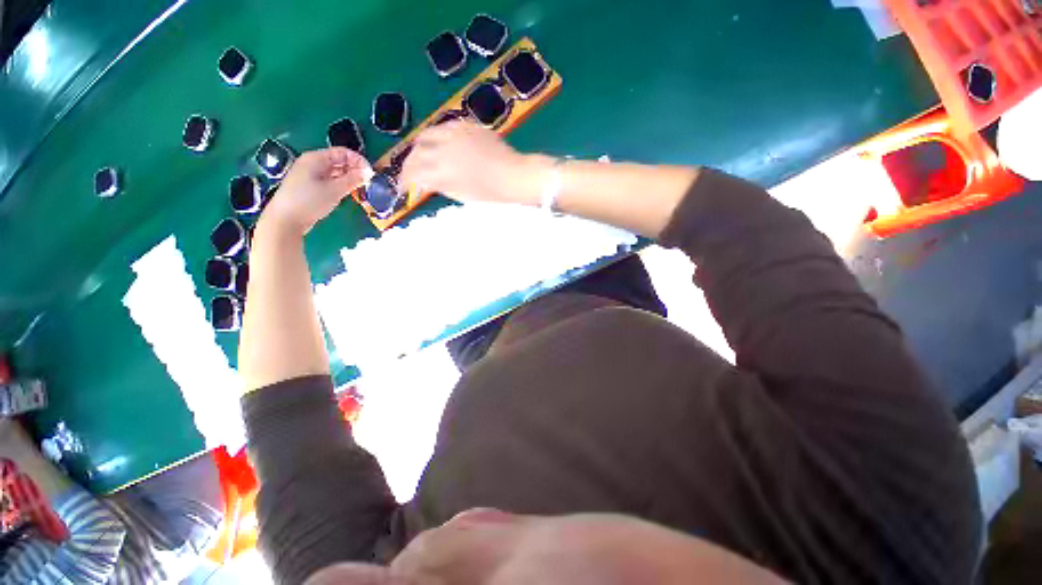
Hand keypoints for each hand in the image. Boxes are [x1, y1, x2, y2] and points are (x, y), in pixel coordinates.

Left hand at [262, 147, 371, 236]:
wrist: (287, 219)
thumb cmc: (310, 201)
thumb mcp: (335, 190)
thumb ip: (353, 180)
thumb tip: (368, 172)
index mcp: (316, 158)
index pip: (342, 153)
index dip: (358, 161)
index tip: (371, 173)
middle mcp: (312, 163)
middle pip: (338, 161)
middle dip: (355, 169)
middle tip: (368, 182)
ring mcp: (310, 175)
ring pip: (335, 172)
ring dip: (349, 178)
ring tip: (361, 188)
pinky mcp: (310, 186)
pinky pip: (330, 180)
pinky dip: (341, 184)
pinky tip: (348, 192)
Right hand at [399, 121, 539, 204]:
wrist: (513, 175)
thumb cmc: (491, 193)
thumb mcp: (463, 195)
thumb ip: (440, 186)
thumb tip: (425, 182)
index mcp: (443, 172)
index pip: (414, 174)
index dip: (404, 181)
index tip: (403, 187)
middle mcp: (444, 150)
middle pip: (415, 153)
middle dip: (408, 164)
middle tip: (410, 172)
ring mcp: (455, 135)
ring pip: (426, 135)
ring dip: (419, 146)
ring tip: (420, 154)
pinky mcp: (466, 126)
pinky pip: (444, 127)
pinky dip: (437, 135)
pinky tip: (439, 142)